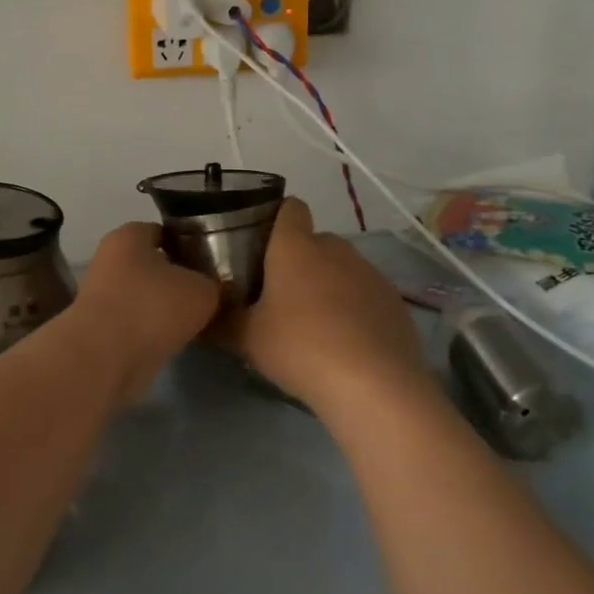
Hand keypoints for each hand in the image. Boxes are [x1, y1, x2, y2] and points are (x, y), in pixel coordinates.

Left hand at [71, 222, 220, 399]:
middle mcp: (109, 259)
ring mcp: (100, 295)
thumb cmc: (153, 307)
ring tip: (193, 321)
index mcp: (129, 235)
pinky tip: (173, 341)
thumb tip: (210, 289)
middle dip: (176, 278)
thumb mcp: (202, 290)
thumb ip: (211, 283)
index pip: (163, 231)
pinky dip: (150, 331)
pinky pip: (134, 323)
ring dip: (162, 308)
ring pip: (142, 295)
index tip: (209, 262)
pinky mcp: (98, 329)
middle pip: (151, 264)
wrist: (105, 358)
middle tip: (205, 293)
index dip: (188, 244)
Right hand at [216, 199, 431, 412]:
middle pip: (313, 241)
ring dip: (327, 286)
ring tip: (313, 325)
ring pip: (341, 268)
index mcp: (297, 246)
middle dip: (297, 261)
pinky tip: (345, 343)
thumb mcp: (246, 338)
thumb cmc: (300, 347)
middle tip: (278, 297)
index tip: (259, 245)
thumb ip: (220, 320)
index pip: (289, 208)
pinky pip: (365, 294)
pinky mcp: (394, 301)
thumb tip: (200, 313)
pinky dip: (354, 309)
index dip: (275, 219)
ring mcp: (370, 273)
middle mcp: (336, 249)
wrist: (374, 385)